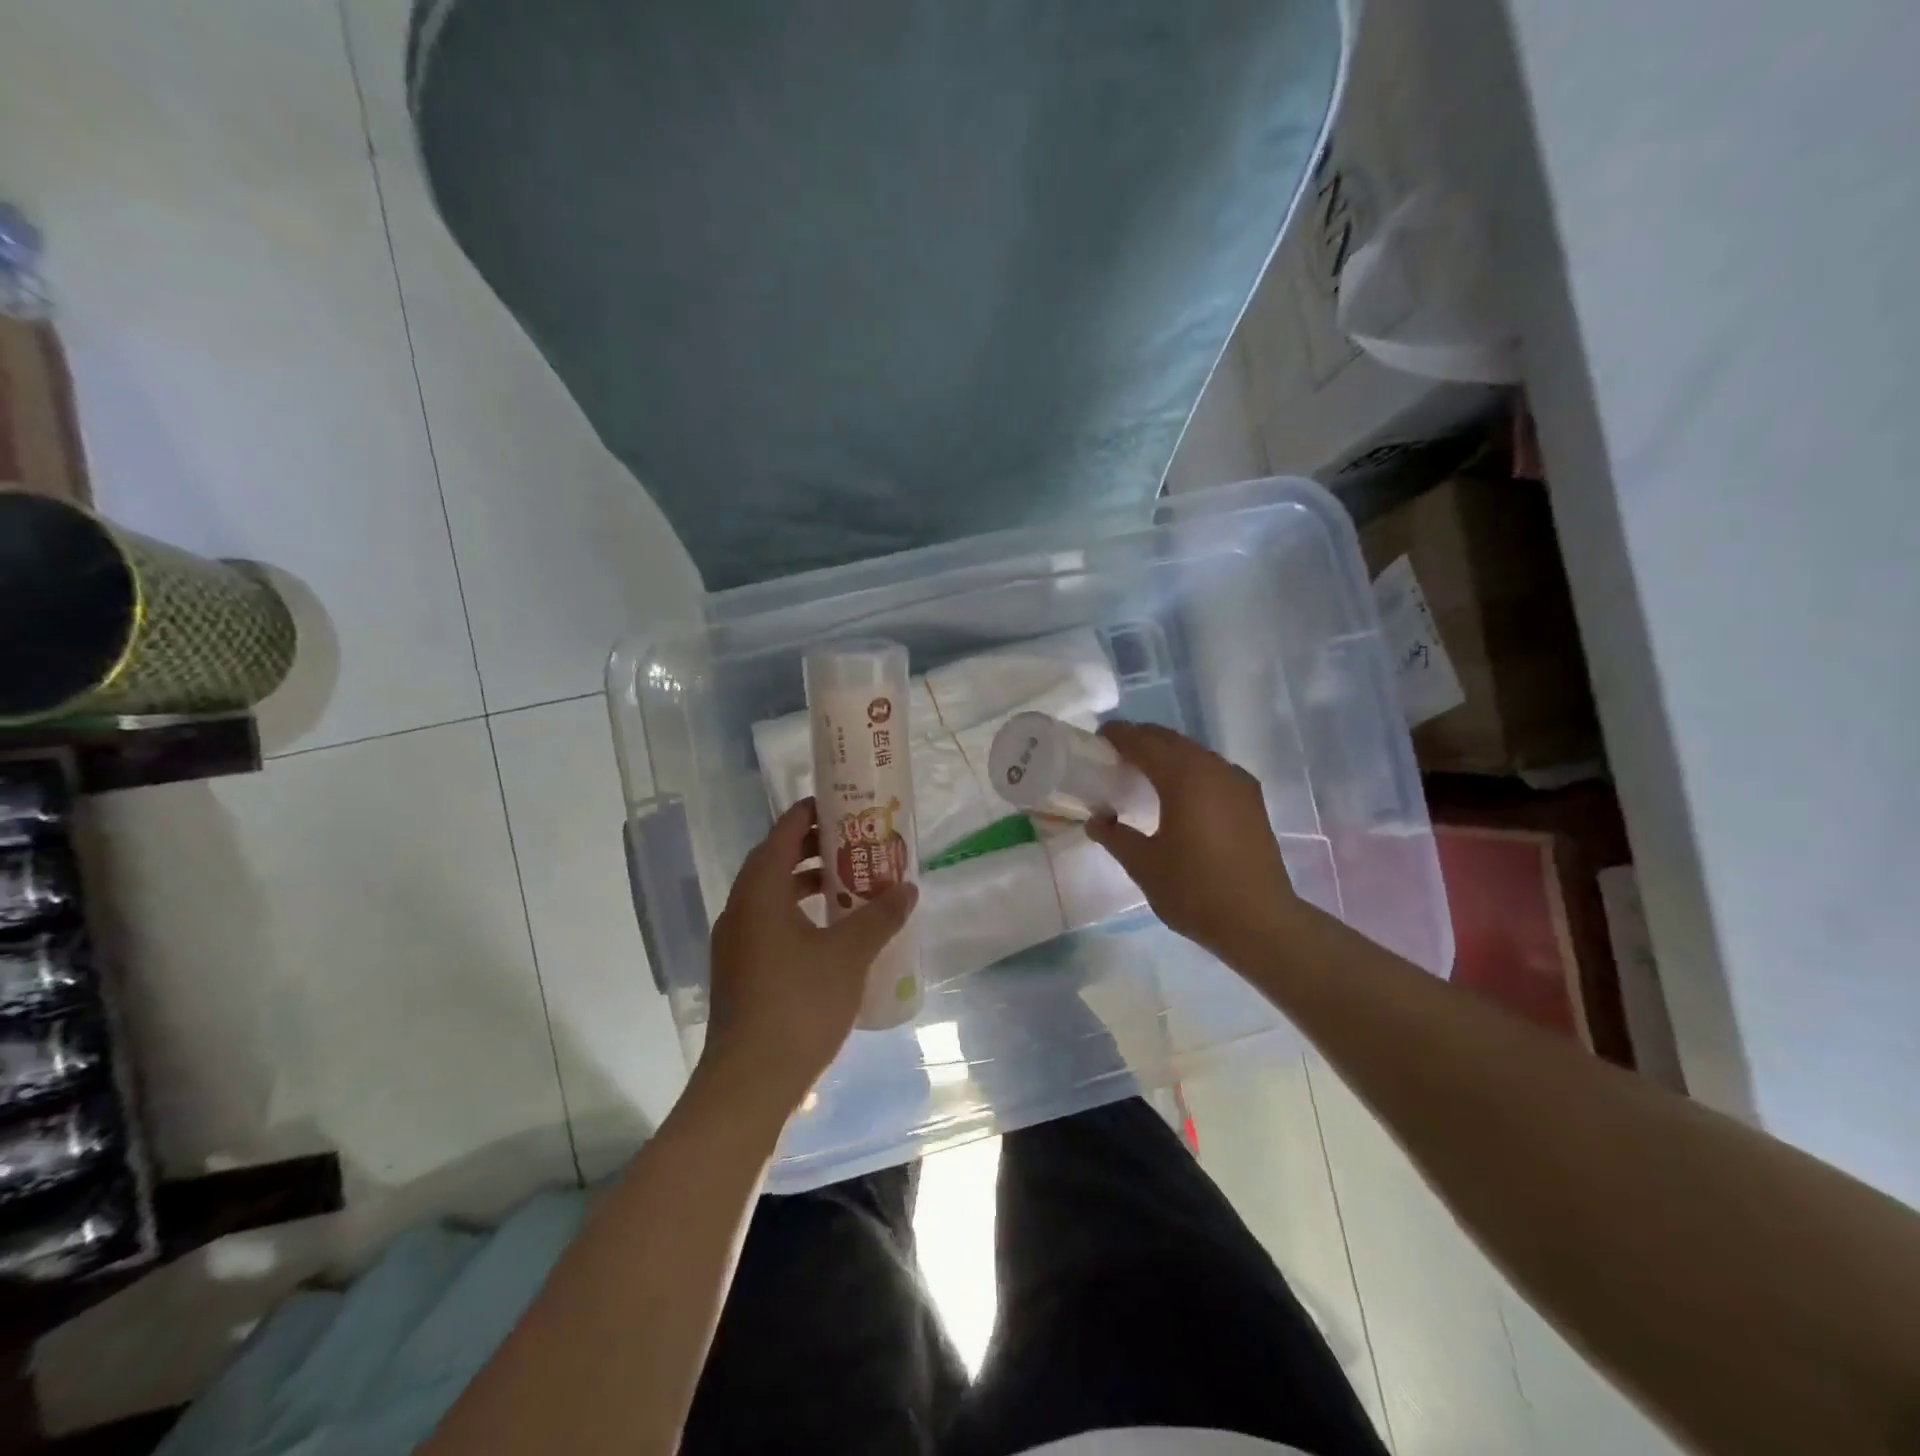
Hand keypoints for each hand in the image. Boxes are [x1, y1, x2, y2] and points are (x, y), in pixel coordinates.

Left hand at [702, 798, 918, 1113]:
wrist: (750, 1081)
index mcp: (759, 892)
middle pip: (775, 861)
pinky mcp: (739, 970)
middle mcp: (740, 909)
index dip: (810, 813)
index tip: (842, 803)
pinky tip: (829, 933)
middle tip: (855, 843)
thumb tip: (908, 888)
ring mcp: (735, 942)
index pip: (783, 833)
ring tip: (849, 884)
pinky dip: (798, 913)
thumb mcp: (849, 954)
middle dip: (814, 848)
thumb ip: (879, 916)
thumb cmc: (799, 1003)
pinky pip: (769, 922)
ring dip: (807, 883)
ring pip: (772, 895)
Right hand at [1086, 722, 1296, 959]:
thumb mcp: (1144, 865)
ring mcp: (1237, 783)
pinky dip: (1190, 770)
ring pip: (1195, 753)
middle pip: (1171, 740)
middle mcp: (1213, 769)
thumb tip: (1095, 820)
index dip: (1119, 736)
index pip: (1144, 742)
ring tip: (1145, 771)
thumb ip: (1115, 836)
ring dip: (1168, 754)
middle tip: (1116, 752)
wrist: (1260, 921)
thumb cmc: (1195, 890)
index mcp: (1183, 776)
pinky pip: (1213, 770)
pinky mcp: (1251, 801)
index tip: (1098, 738)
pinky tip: (1181, 792)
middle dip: (1143, 740)